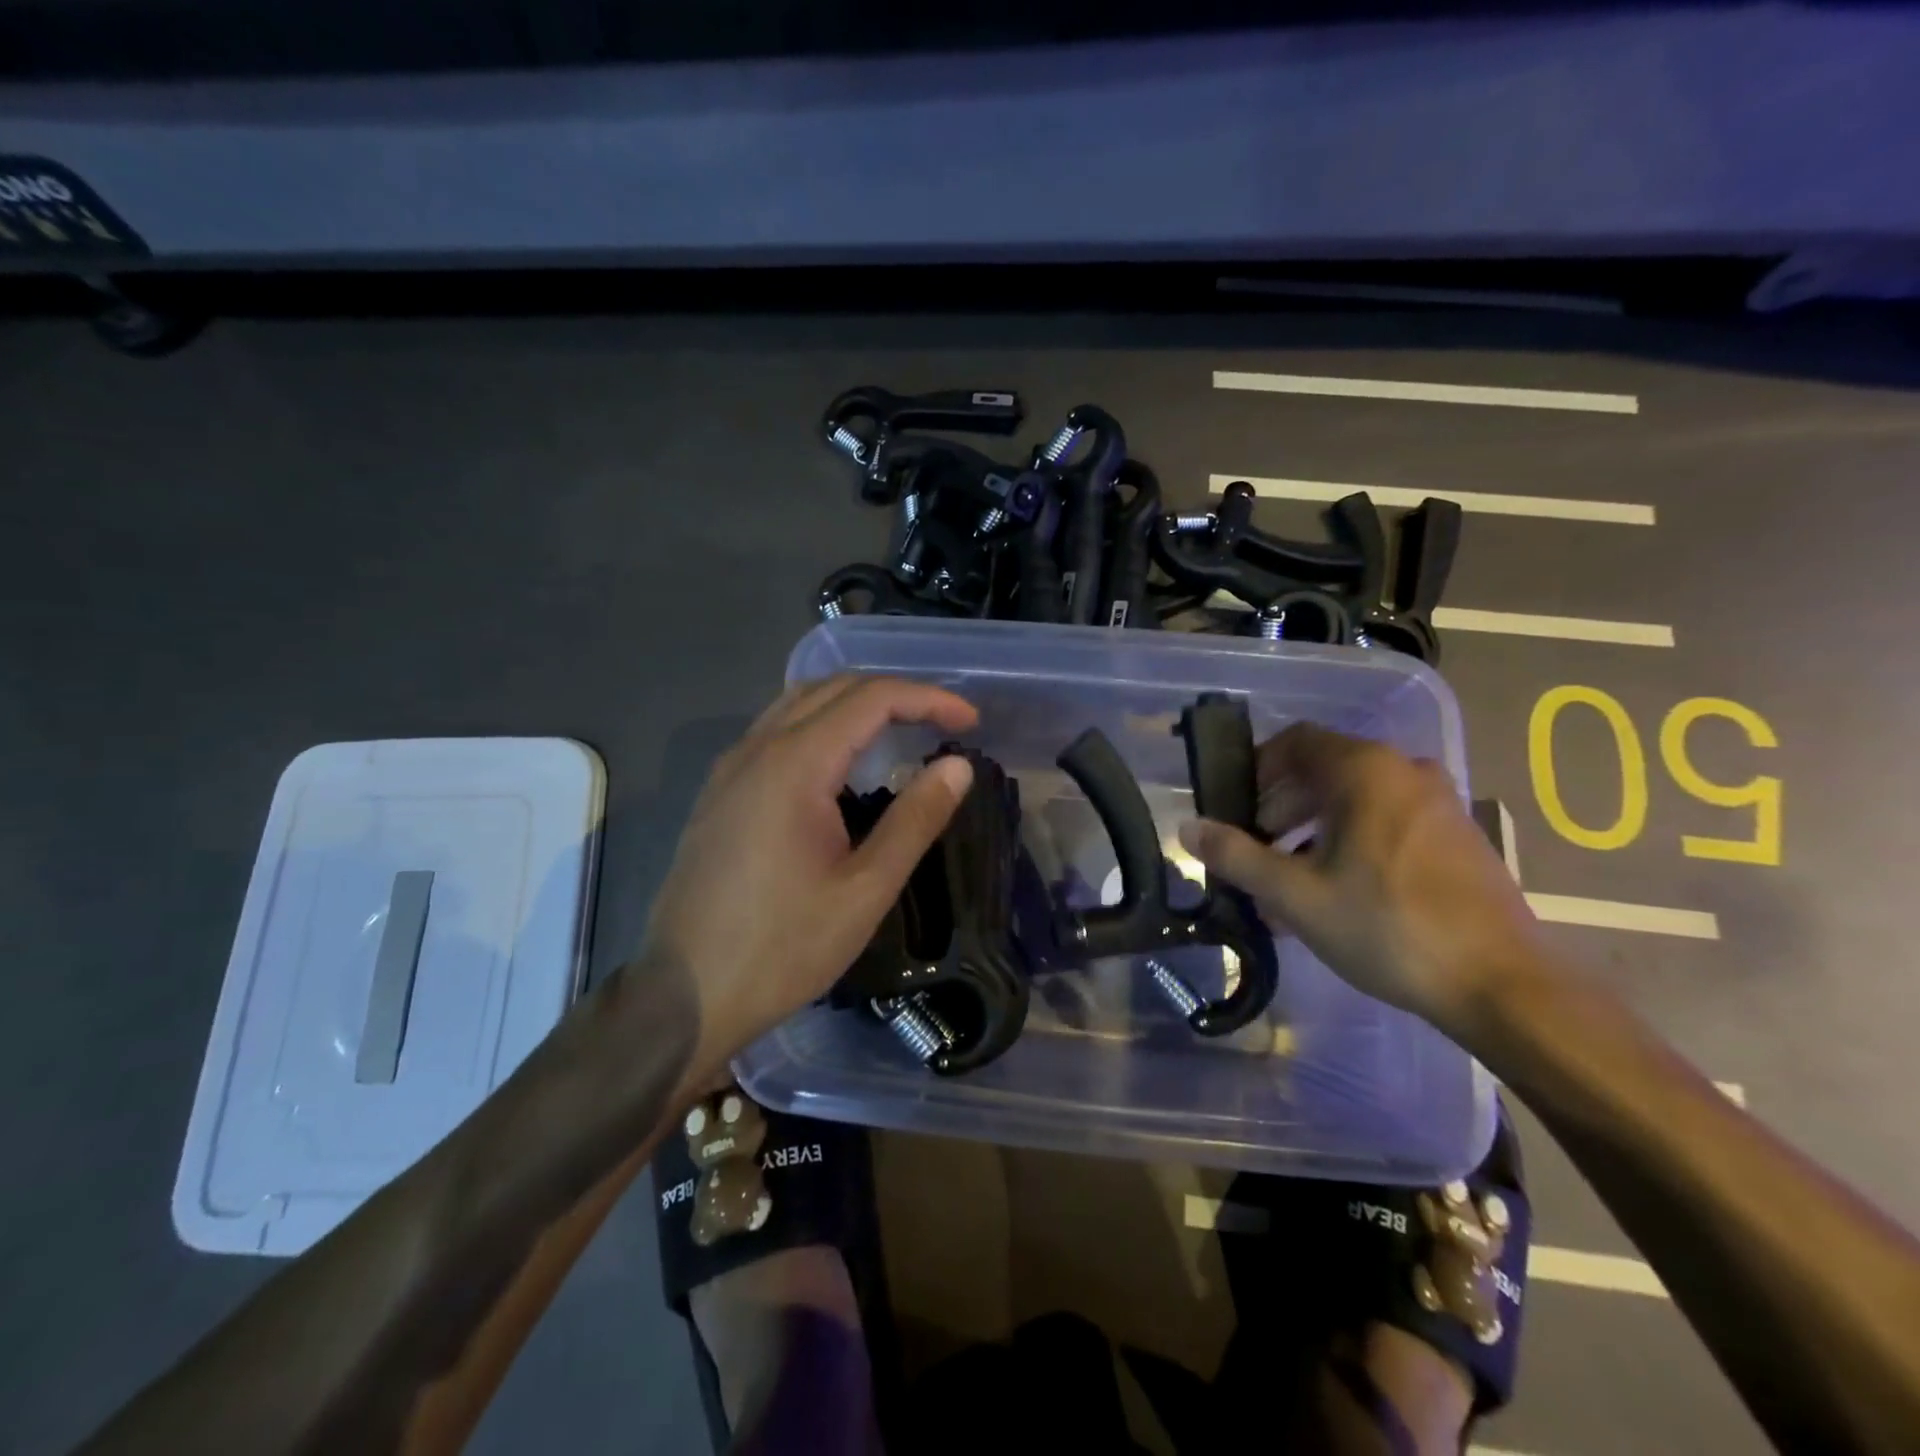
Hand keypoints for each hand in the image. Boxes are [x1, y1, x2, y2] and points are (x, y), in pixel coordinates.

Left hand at [642, 674, 977, 1068]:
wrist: (684, 996)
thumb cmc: (782, 948)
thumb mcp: (865, 890)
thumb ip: (915, 820)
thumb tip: (958, 765)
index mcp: (795, 764)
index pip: (871, 699)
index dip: (928, 699)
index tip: (971, 721)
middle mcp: (757, 749)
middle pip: (833, 688)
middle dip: (895, 694)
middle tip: (942, 722)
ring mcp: (730, 767)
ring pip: (798, 702)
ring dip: (854, 702)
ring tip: (900, 730)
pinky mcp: (719, 791)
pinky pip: (775, 730)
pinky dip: (821, 723)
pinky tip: (841, 762)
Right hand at [1177, 722, 1546, 1036]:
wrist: (1503, 984)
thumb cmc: (1387, 927)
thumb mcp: (1295, 895)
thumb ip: (1236, 856)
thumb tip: (1187, 828)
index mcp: (1364, 771)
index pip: (1295, 742)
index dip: (1256, 769)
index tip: (1235, 810)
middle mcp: (1404, 771)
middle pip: (1324, 770)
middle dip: (1281, 807)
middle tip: (1256, 850)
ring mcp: (1438, 803)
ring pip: (1356, 800)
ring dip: (1313, 829)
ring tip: (1290, 882)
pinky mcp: (1457, 836)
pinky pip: (1388, 821)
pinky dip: (1351, 842)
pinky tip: (1336, 895)